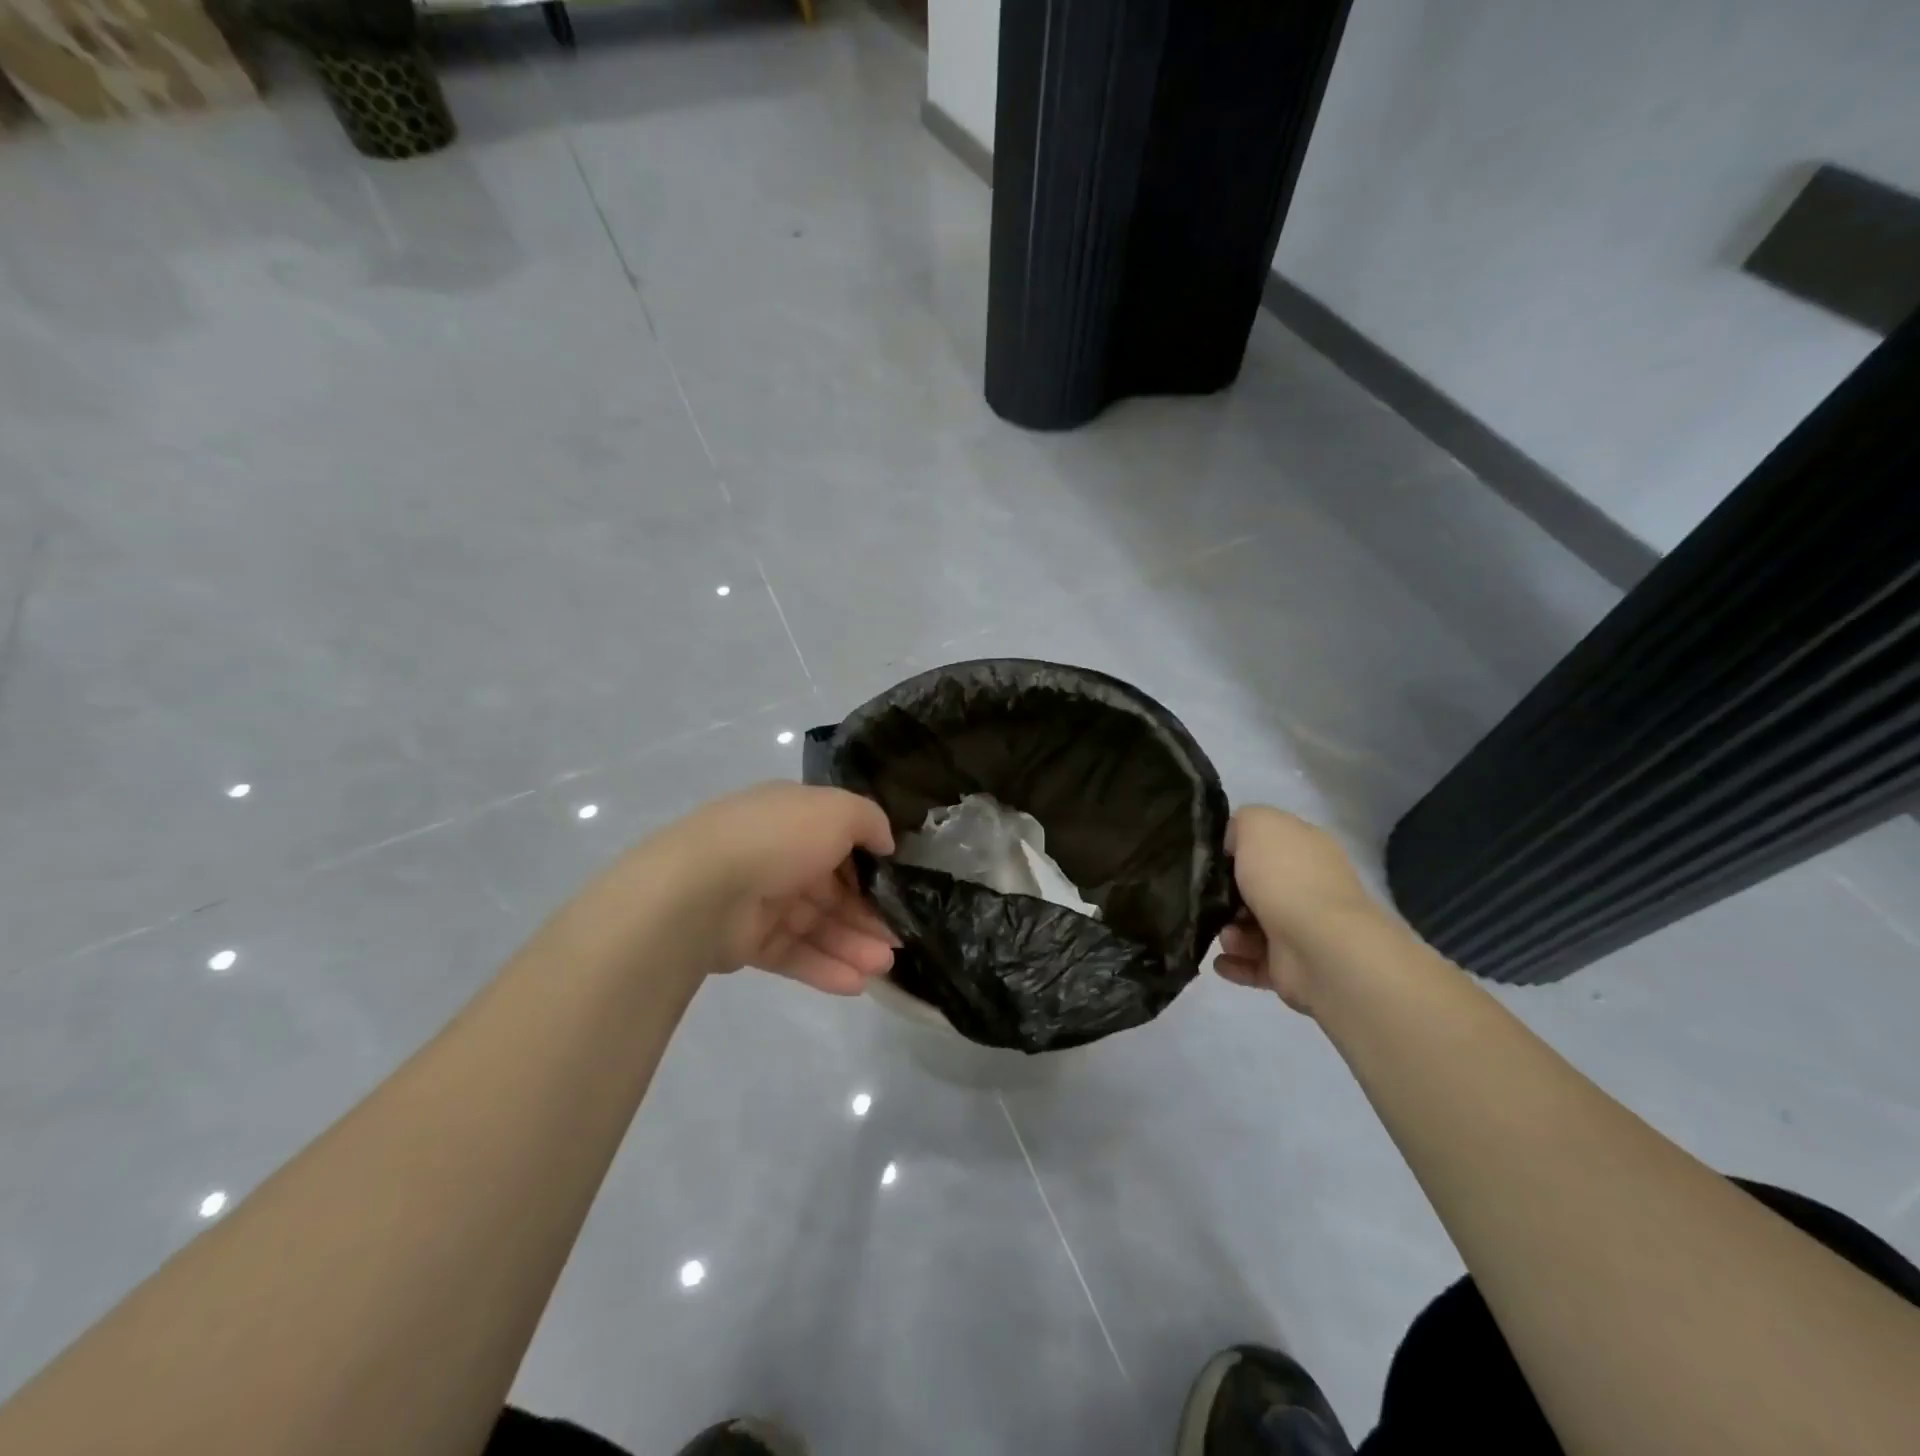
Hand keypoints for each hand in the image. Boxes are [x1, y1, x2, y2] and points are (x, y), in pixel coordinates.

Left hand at [653, 781, 899, 993]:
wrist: (701, 888)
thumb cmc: (778, 839)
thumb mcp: (838, 811)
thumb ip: (870, 821)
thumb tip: (886, 843)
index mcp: (794, 819)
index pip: (840, 842)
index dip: (872, 867)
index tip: (900, 889)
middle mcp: (779, 856)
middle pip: (833, 890)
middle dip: (869, 915)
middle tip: (900, 940)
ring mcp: (762, 900)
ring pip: (818, 925)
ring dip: (854, 945)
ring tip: (884, 967)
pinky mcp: (748, 942)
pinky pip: (794, 954)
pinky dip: (825, 969)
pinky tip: (856, 984)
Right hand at [1213, 805, 1383, 1013]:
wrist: (1319, 947)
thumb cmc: (1285, 879)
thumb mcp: (1258, 824)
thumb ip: (1241, 822)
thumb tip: (1233, 842)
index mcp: (1305, 850)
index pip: (1266, 844)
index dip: (1235, 849)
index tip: (1209, 858)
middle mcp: (1307, 887)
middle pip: (1254, 888)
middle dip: (1226, 896)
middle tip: (1209, 900)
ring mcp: (1302, 929)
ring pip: (1250, 927)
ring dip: (1229, 931)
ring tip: (1225, 936)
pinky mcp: (1293, 967)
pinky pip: (1254, 963)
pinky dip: (1234, 962)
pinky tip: (1221, 961)